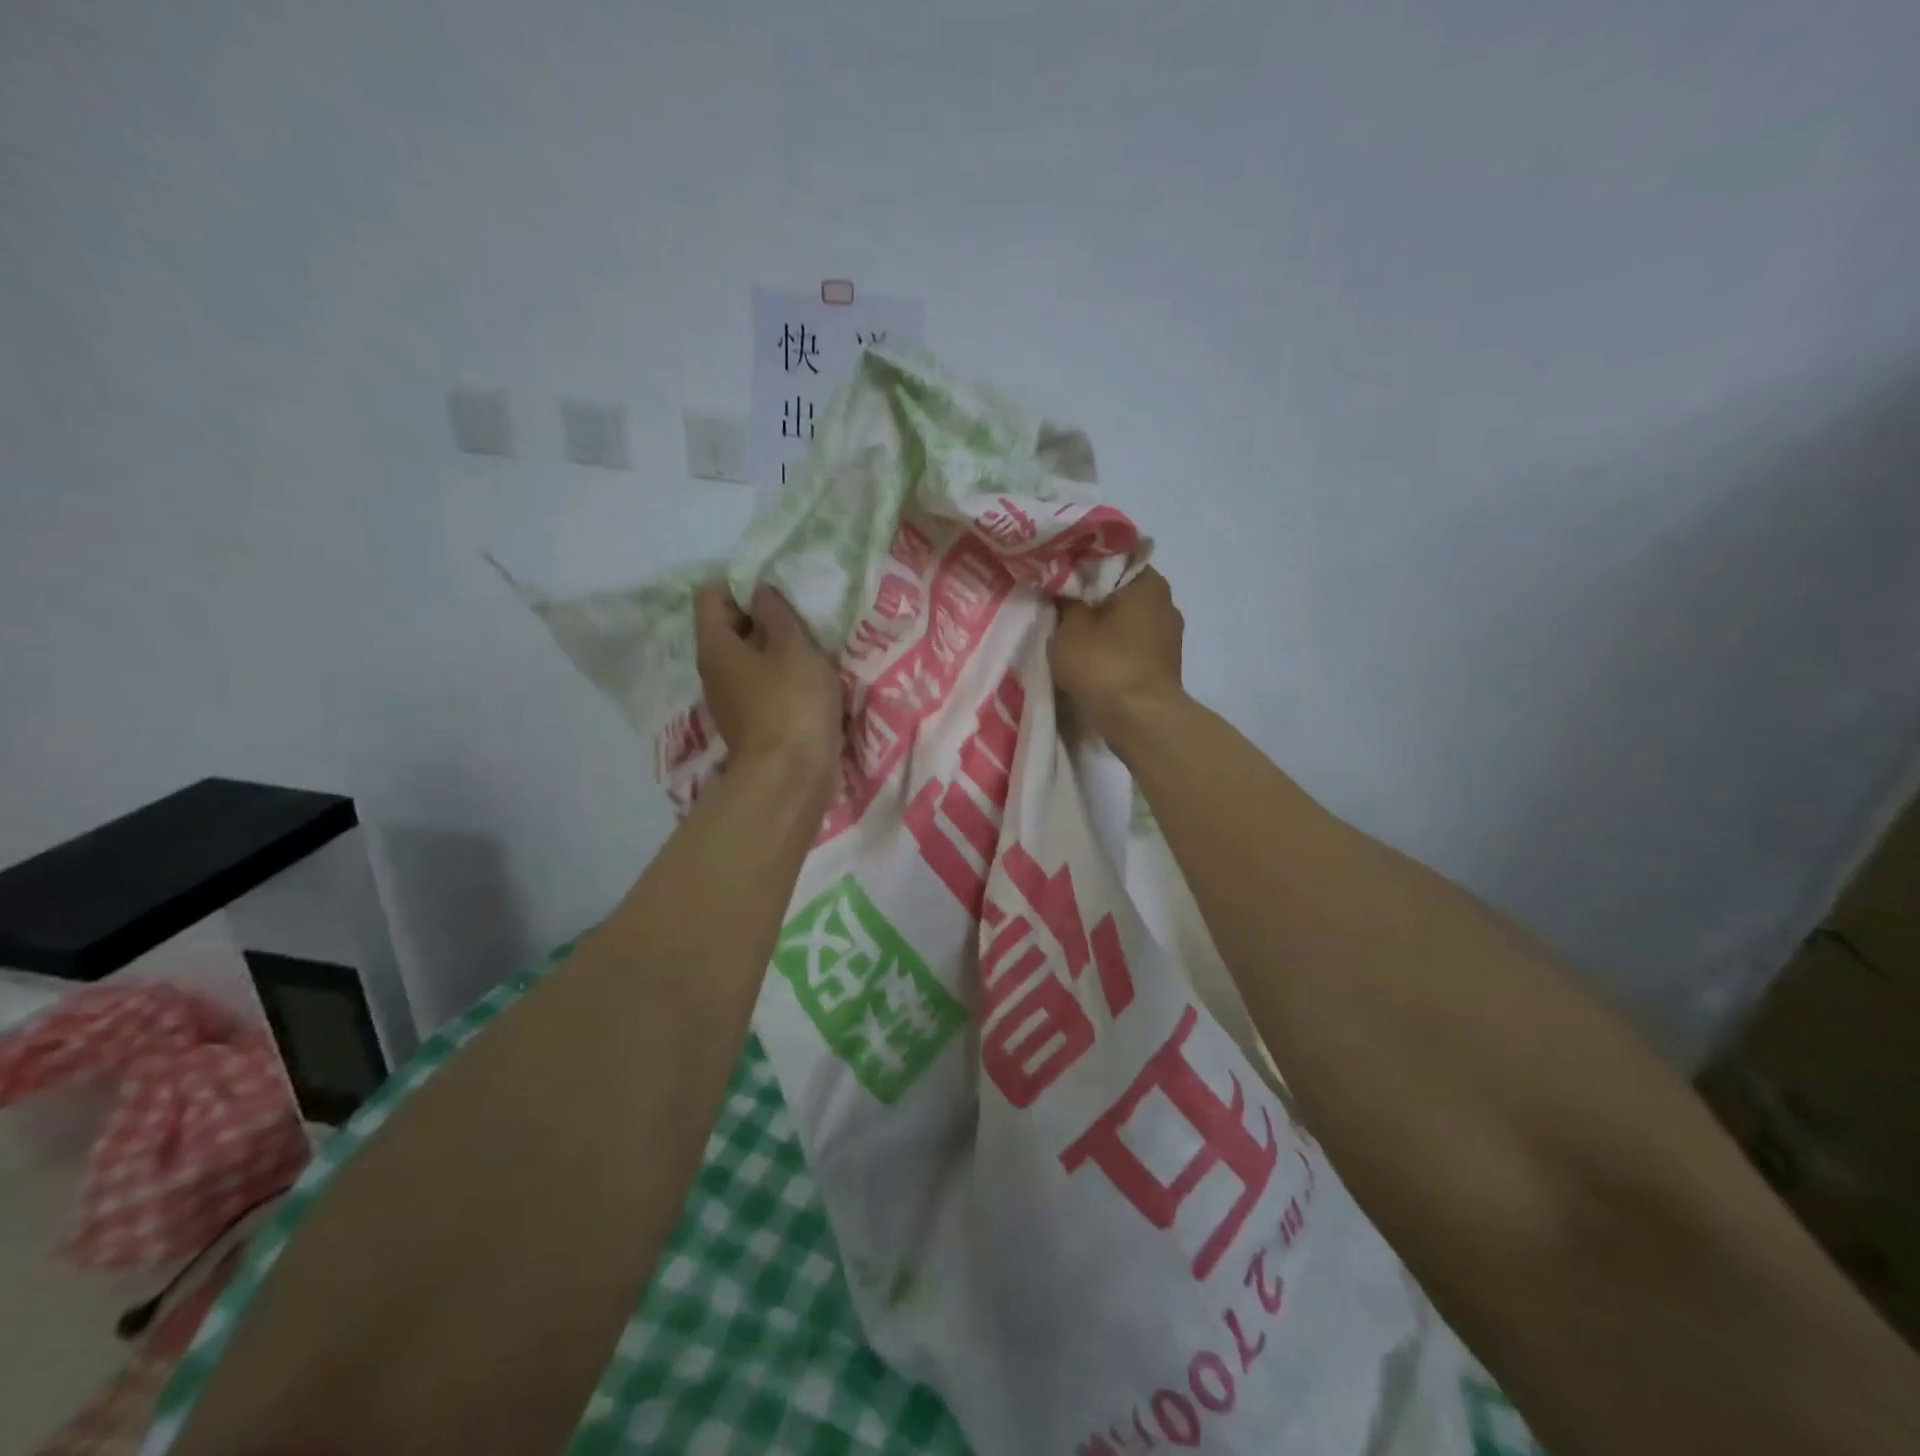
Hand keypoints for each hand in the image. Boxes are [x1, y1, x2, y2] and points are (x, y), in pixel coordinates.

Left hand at [695, 584, 842, 776]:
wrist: (791, 778)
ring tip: (811, 647)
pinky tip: (810, 681)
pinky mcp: (751, 725)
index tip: (777, 591)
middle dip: (763, 617)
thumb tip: (760, 592)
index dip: (741, 585)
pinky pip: (762, 687)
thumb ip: (778, 614)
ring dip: (776, 650)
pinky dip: (781, 678)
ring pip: (748, 660)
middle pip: (730, 628)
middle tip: (801, 616)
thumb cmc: (792, 704)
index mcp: (716, 647)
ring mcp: (730, 702)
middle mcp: (714, 672)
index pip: (711, 596)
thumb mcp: (794, 648)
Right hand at [1051, 566, 1185, 740]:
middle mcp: (1166, 602)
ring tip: (1073, 635)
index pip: (1112, 557)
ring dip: (1103, 626)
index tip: (1058, 575)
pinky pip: (1133, 646)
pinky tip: (1092, 658)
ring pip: (1127, 620)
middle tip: (1059, 605)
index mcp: (1149, 581)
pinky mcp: (1165, 665)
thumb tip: (1061, 584)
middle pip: (1120, 590)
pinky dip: (1114, 648)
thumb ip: (1063, 598)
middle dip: (1092, 598)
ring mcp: (1169, 636)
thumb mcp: (1069, 626)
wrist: (1140, 720)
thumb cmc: (1104, 664)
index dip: (1082, 564)